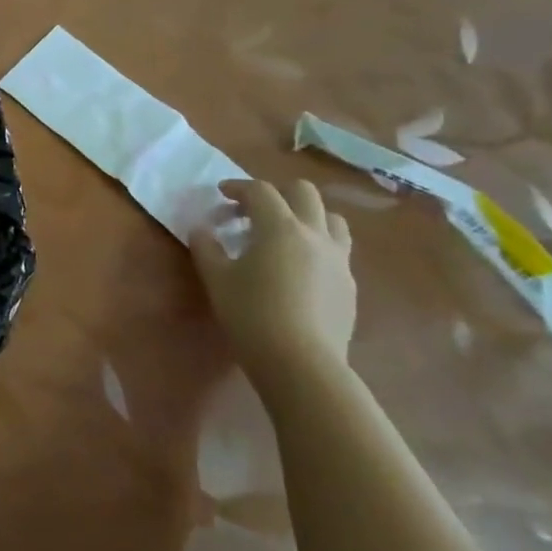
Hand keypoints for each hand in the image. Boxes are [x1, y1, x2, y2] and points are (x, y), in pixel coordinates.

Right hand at [192, 179, 355, 391]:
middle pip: (304, 193)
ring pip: (331, 219)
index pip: (261, 191)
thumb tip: (201, 230)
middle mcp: (315, 235)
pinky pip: (338, 250)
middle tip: (253, 210)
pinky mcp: (349, 286)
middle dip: (277, 193)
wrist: (301, 363)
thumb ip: (206, 248)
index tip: (221, 194)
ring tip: (284, 234)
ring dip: (307, 216)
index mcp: (280, 228)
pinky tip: (299, 268)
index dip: (238, 187)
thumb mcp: (216, 279)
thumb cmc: (251, 314)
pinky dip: (318, 246)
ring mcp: (339, 260)